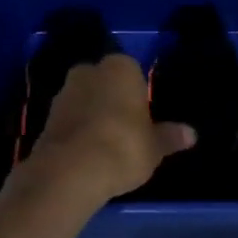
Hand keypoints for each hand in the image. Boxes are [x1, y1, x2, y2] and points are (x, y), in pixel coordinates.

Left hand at [21, 55, 194, 207]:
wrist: (70, 170)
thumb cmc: (123, 146)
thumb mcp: (154, 147)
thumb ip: (169, 137)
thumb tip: (191, 134)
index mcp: (121, 67)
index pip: (133, 71)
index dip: (138, 94)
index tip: (143, 116)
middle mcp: (89, 70)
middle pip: (105, 82)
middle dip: (112, 99)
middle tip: (125, 129)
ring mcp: (64, 92)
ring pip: (85, 99)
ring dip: (92, 115)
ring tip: (105, 145)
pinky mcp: (46, 117)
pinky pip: (69, 119)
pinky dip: (77, 131)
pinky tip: (86, 154)